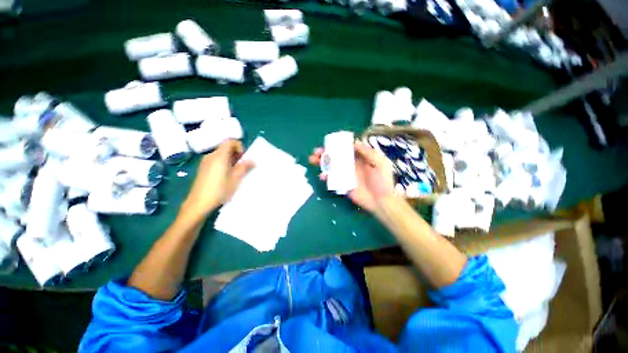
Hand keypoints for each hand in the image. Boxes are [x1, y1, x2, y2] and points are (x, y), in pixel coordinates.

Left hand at [182, 140, 253, 218]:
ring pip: (221, 154)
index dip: (239, 146)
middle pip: (225, 147)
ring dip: (231, 159)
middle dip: (236, 154)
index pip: (229, 141)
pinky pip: (216, 160)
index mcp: (219, 156)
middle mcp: (211, 156)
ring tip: (236, 172)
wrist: (198, 203)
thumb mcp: (236, 179)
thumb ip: (244, 167)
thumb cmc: (220, 190)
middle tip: (242, 166)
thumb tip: (253, 160)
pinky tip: (226, 175)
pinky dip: (224, 163)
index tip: (243, 157)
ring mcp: (205, 162)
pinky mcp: (203, 168)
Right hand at [309, 141, 394, 212]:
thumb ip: (367, 152)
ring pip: (331, 167)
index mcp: (359, 158)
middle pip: (336, 157)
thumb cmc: (382, 181)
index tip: (328, 143)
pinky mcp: (342, 185)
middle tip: (316, 152)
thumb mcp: (379, 162)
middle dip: (325, 153)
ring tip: (313, 160)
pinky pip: (332, 179)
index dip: (336, 145)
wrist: (381, 201)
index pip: (346, 149)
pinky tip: (322, 176)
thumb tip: (354, 142)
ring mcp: (345, 175)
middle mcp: (351, 165)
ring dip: (322, 163)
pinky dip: (325, 176)